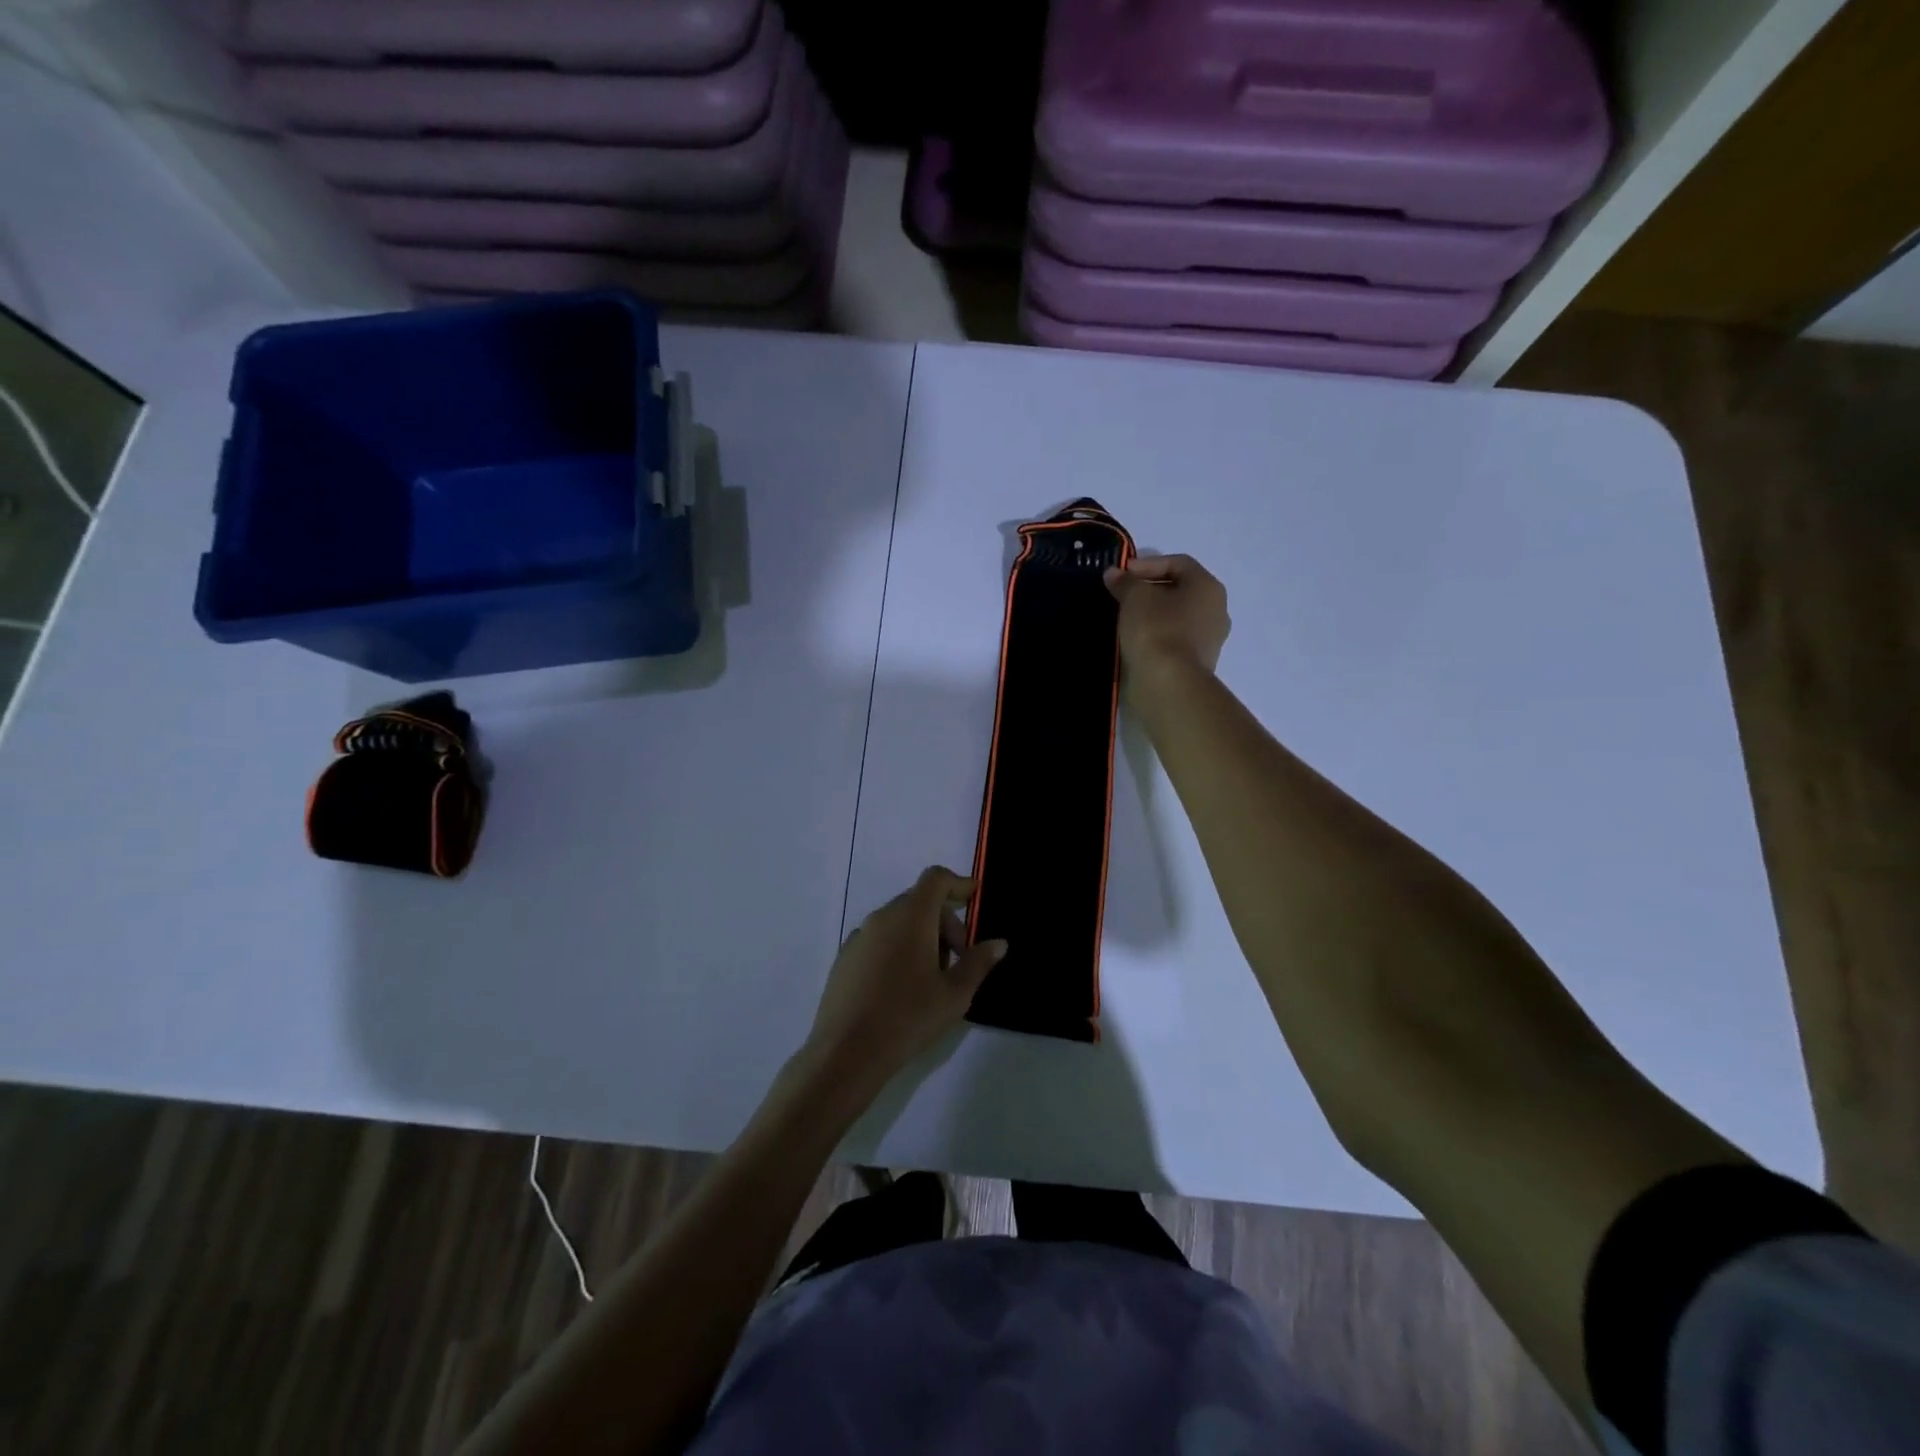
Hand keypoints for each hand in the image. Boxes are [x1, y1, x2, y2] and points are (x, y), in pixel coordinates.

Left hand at [803, 867, 1006, 1095]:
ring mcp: (859, 937)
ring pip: (898, 922)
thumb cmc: (908, 1017)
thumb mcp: (955, 995)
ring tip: (932, 979)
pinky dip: (897, 949)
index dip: (958, 883)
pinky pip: (879, 940)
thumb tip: (998, 943)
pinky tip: (901, 988)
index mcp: (911, 916)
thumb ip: (978, 963)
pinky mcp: (844, 958)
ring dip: (921, 937)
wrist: (846, 1052)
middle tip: (959, 959)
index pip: (935, 879)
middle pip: (919, 902)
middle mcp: (882, 917)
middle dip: (945, 922)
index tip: (975, 898)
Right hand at [1104, 554, 1230, 692]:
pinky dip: (1157, 635)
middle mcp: (1217, 610)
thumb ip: (1125, 582)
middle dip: (1150, 589)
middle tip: (1123, 595)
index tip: (1122, 574)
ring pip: (1178, 617)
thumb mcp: (1135, 597)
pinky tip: (1137, 641)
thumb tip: (1115, 574)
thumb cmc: (1156, 629)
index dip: (1147, 564)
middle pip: (1180, 590)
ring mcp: (1210, 640)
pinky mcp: (1198, 664)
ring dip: (1153, 614)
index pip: (1178, 563)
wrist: (1169, 683)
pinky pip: (1175, 640)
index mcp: (1208, 587)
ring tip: (1126, 619)